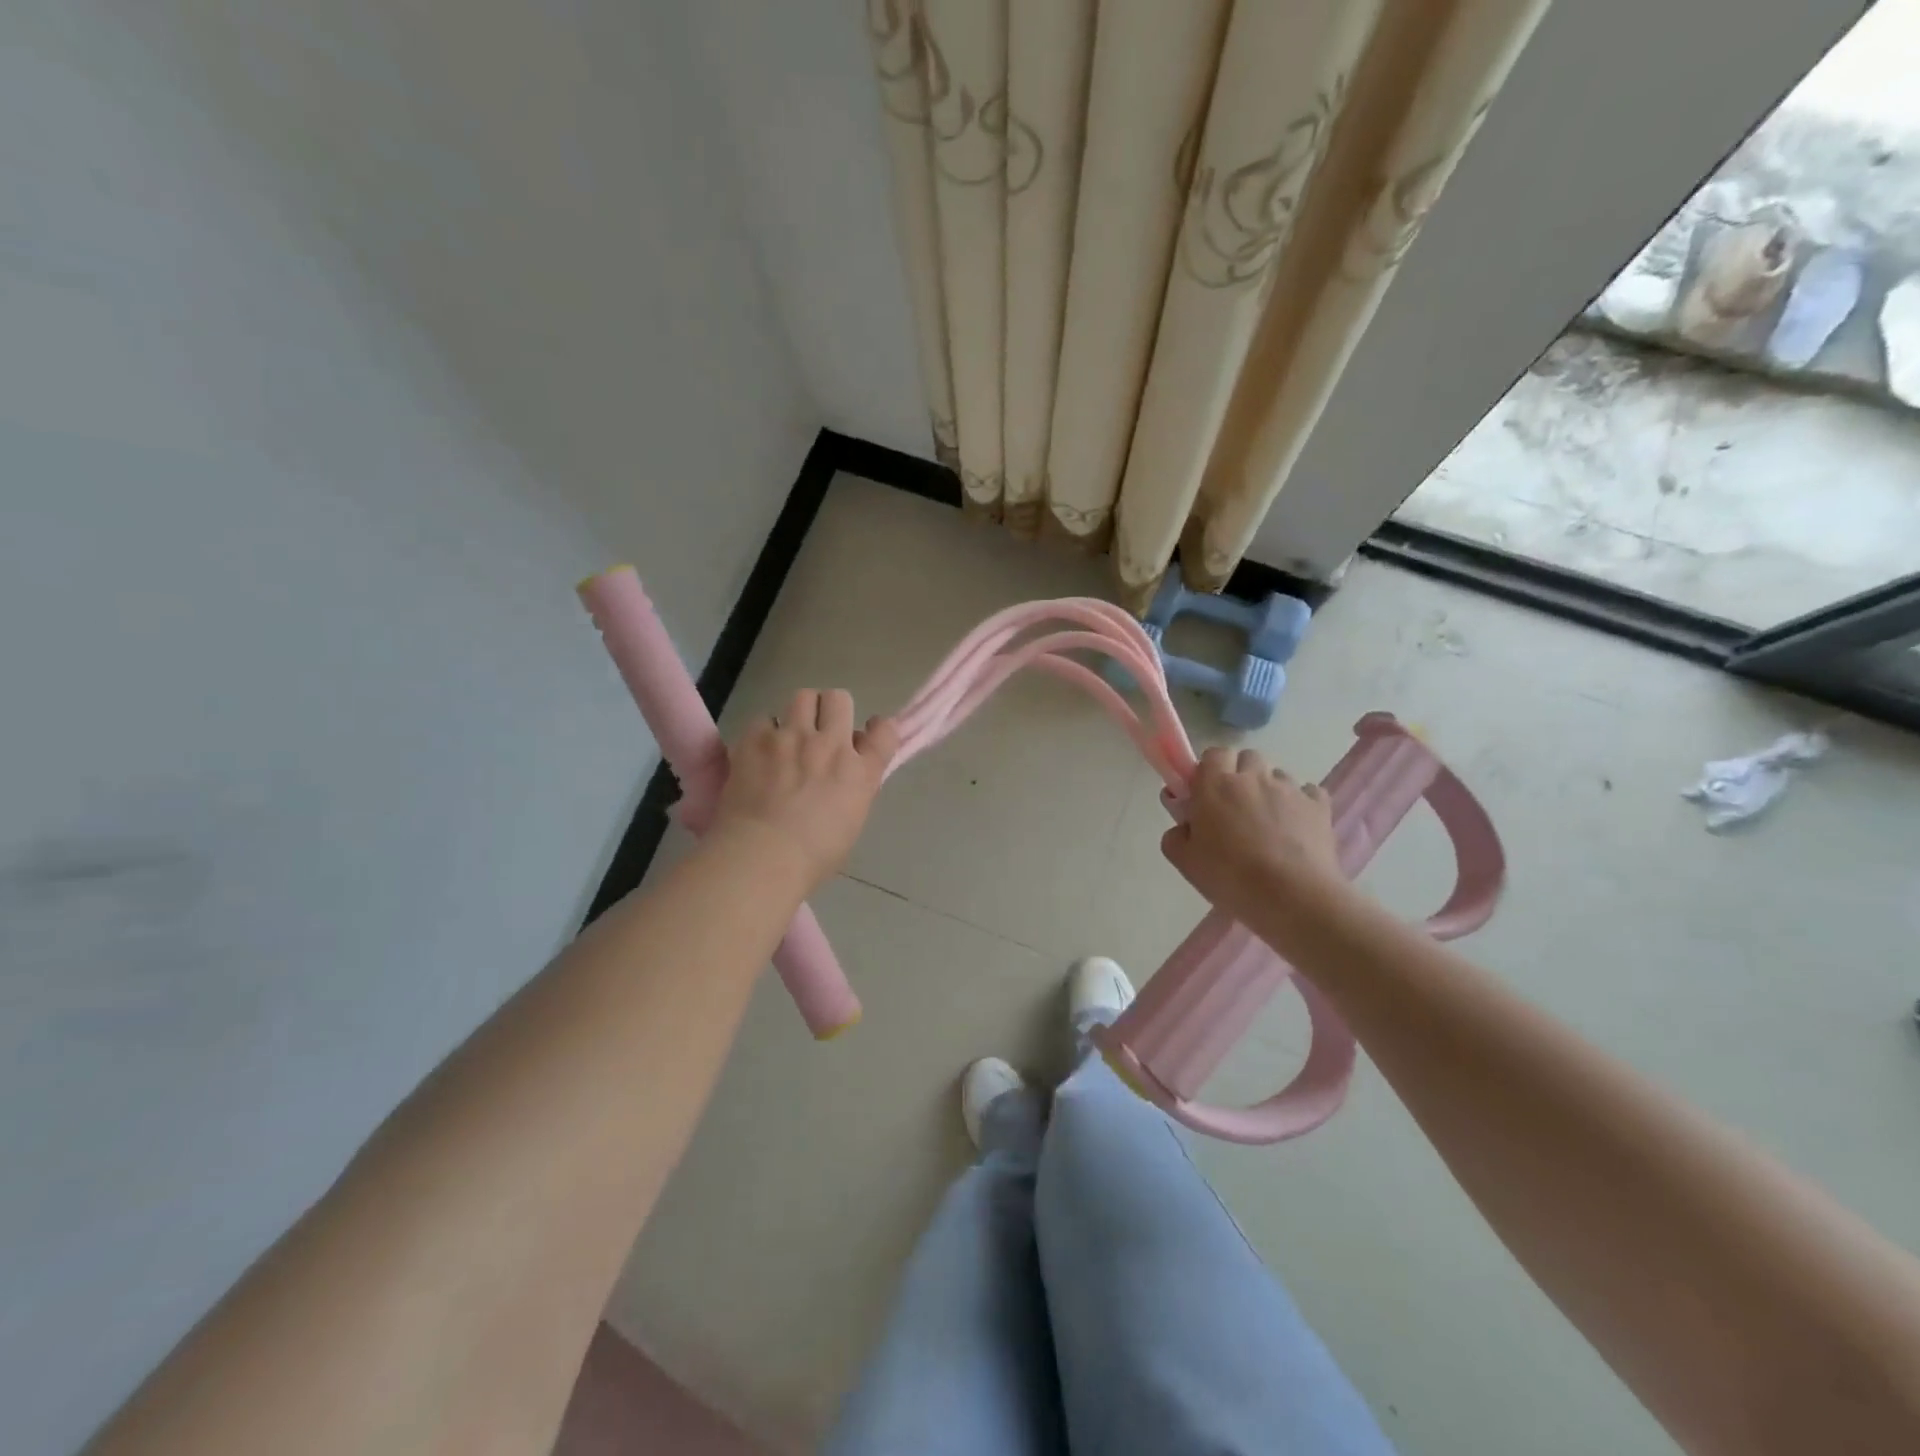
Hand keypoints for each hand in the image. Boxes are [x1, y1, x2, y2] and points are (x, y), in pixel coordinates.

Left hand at [709, 689, 898, 892]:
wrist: (762, 856)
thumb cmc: (812, 857)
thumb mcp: (851, 823)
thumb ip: (854, 788)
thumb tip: (847, 771)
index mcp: (861, 772)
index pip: (885, 731)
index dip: (877, 728)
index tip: (866, 735)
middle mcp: (831, 745)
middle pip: (840, 699)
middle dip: (832, 710)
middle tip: (821, 731)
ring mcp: (792, 737)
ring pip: (803, 696)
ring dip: (800, 712)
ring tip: (789, 734)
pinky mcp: (756, 739)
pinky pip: (764, 718)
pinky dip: (763, 732)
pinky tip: (759, 751)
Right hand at [1161, 747, 1350, 935]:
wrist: (1293, 898)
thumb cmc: (1231, 877)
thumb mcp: (1185, 862)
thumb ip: (1175, 836)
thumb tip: (1184, 826)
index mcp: (1215, 785)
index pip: (1213, 754)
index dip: (1209, 771)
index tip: (1206, 795)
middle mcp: (1253, 777)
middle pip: (1247, 758)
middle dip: (1241, 775)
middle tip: (1235, 808)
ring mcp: (1289, 789)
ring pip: (1277, 775)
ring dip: (1269, 790)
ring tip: (1268, 823)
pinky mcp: (1319, 805)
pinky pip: (1308, 792)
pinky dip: (1300, 803)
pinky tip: (1296, 828)